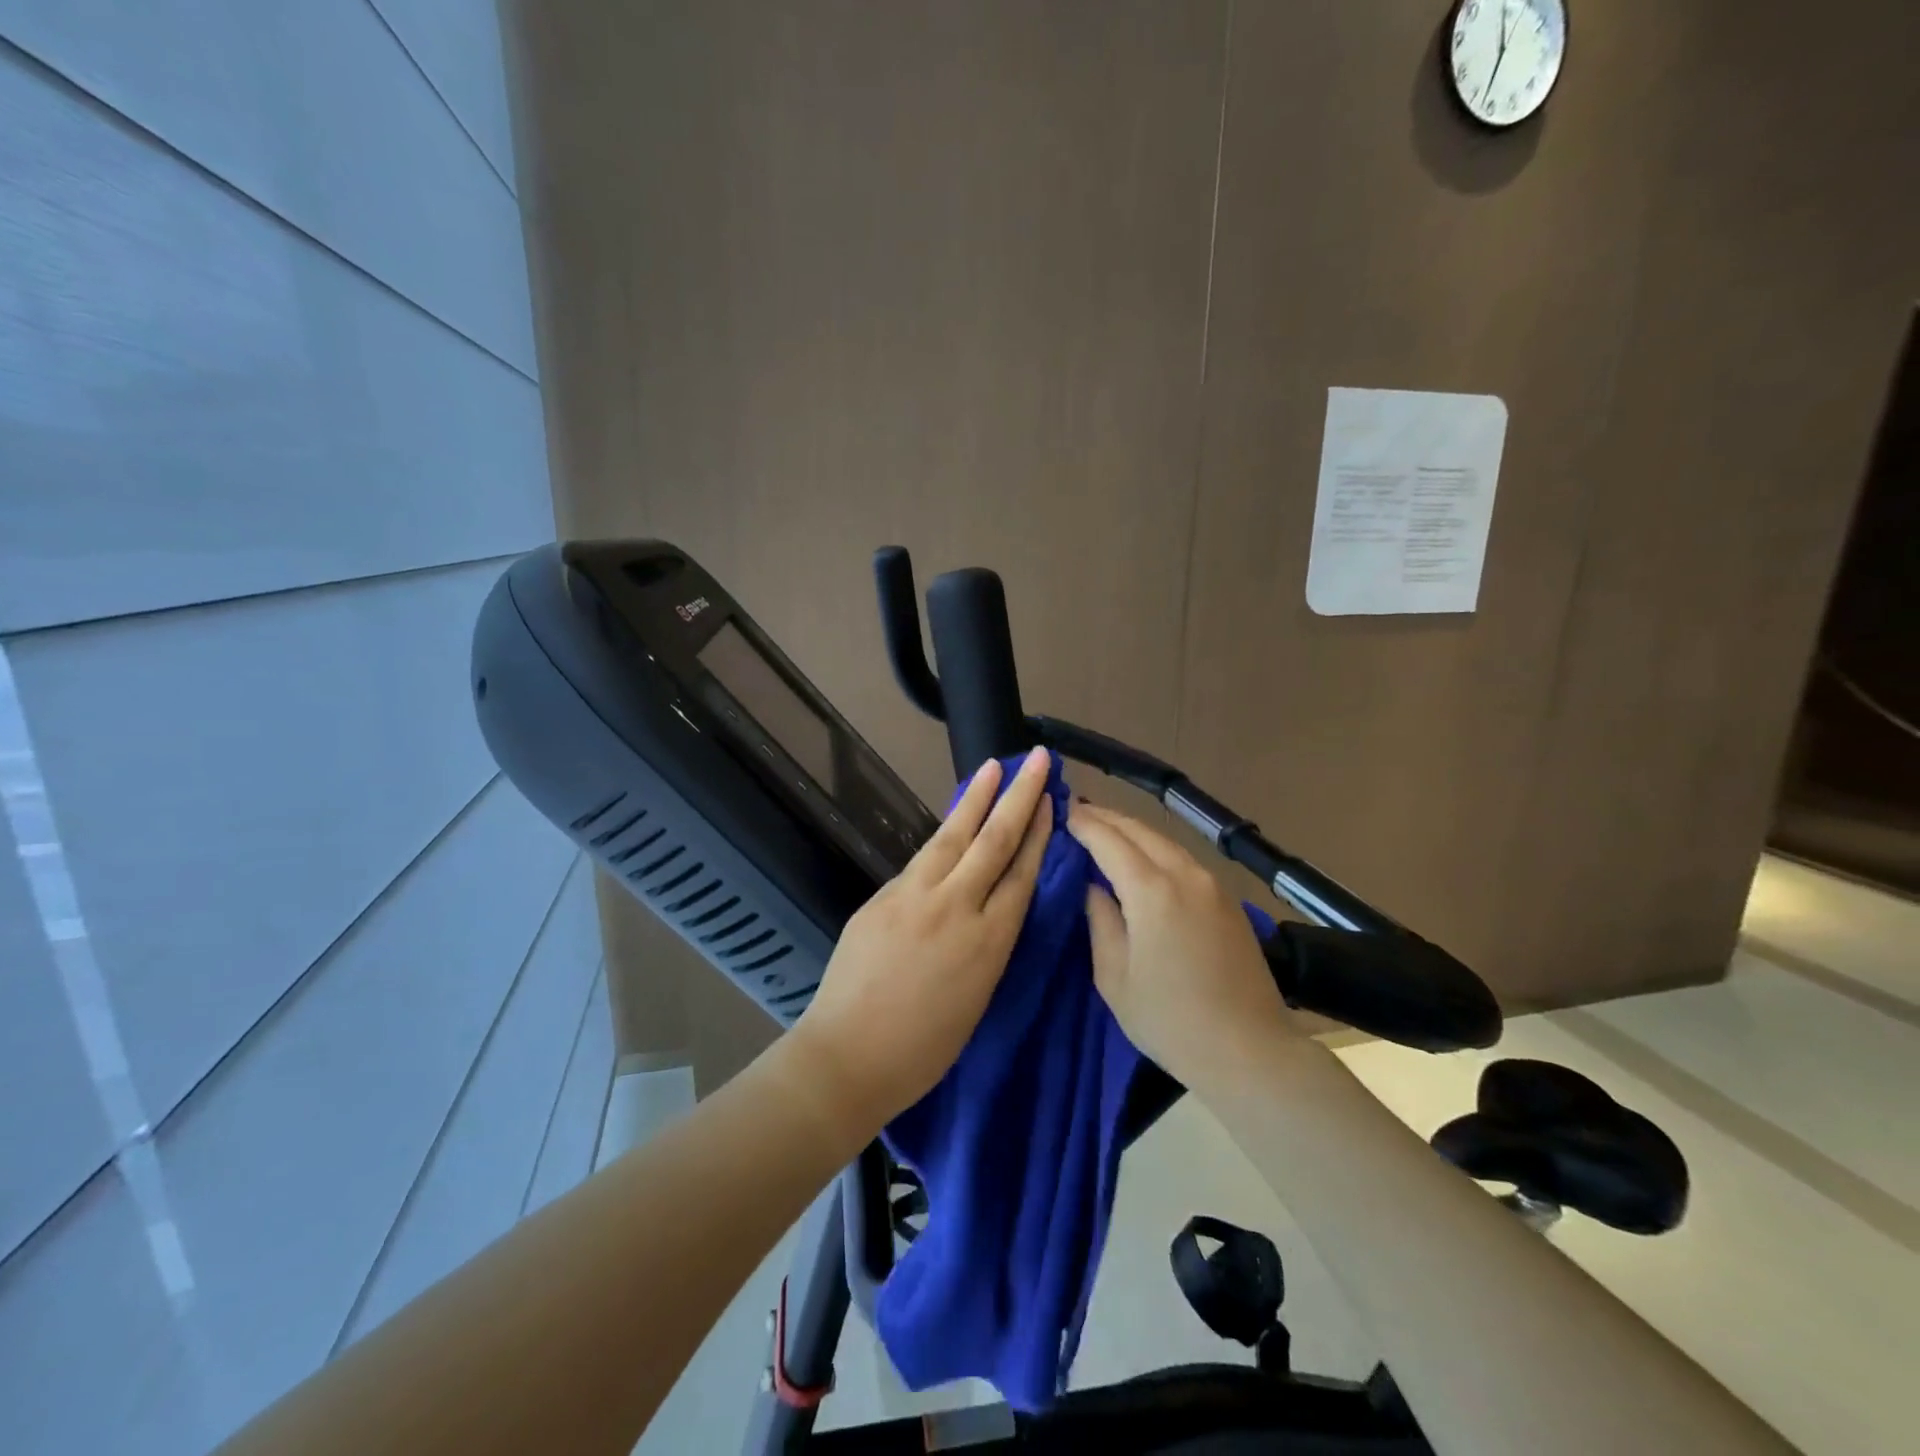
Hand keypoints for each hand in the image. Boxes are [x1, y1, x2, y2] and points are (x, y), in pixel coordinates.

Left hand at [786, 747, 1053, 1142]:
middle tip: (1037, 760)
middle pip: (994, 841)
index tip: (1050, 801)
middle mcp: (956, 908)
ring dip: (976, 798)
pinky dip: (943, 834)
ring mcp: (914, 896)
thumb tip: (987, 903)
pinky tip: (952, 820)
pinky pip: (921, 859)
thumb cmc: (923, 1048)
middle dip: (1018, 796)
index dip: (1037, 834)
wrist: (848, 1056)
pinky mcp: (882, 896)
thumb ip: (986, 943)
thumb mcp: (976, 996)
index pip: (1021, 873)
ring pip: (953, 836)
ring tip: (994, 767)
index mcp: (989, 942)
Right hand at [1067, 802, 1295, 1087]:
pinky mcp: (1228, 899)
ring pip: (1164, 841)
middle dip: (1106, 818)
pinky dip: (1155, 848)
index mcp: (1152, 891)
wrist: (1250, 1051)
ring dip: (1132, 830)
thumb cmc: (1170, 1020)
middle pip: (1139, 830)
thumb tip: (1093, 886)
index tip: (1062, 810)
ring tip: (1105, 829)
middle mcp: (1185, 874)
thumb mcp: (1115, 977)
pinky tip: (1142, 858)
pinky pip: (1183, 859)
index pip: (1109, 840)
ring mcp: (1212, 884)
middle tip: (1078, 811)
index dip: (1083, 823)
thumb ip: (1100, 921)